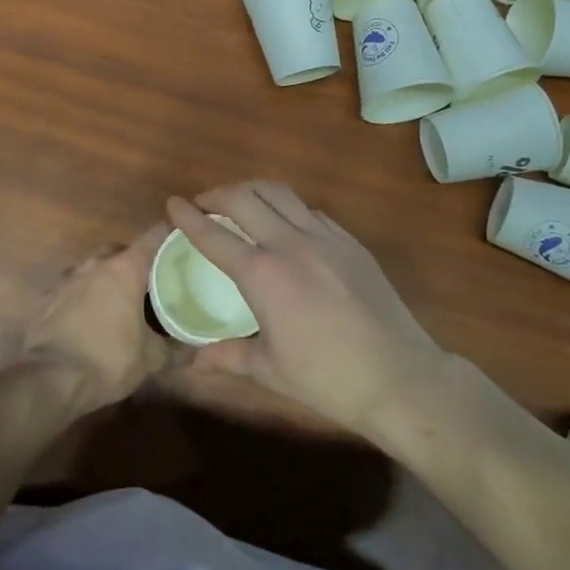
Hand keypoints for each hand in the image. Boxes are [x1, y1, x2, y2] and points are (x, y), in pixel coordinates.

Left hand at [20, 224, 177, 409]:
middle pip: (120, 250)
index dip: (171, 236)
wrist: (49, 380)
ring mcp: (67, 279)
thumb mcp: (151, 359)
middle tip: (150, 281)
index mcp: (125, 269)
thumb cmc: (108, 360)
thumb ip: (177, 348)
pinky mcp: (47, 297)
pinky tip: (90, 316)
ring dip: (106, 277)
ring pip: (93, 266)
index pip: (154, 236)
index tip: (183, 244)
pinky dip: (83, 295)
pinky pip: (72, 287)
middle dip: (135, 260)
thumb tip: (197, 347)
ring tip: (119, 300)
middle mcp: (95, 264)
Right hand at [166, 181, 448, 433]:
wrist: (398, 376)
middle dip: (217, 194)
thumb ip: (229, 356)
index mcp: (262, 274)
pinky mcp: (350, 242)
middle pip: (244, 198)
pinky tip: (286, 225)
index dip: (188, 217)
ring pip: (280, 193)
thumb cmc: (327, 378)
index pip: (214, 235)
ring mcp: (325, 237)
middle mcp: (290, 243)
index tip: (172, 203)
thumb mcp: (270, 370)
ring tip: (240, 203)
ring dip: (252, 191)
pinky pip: (310, 211)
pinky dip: (288, 208)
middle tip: (203, 204)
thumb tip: (195, 361)